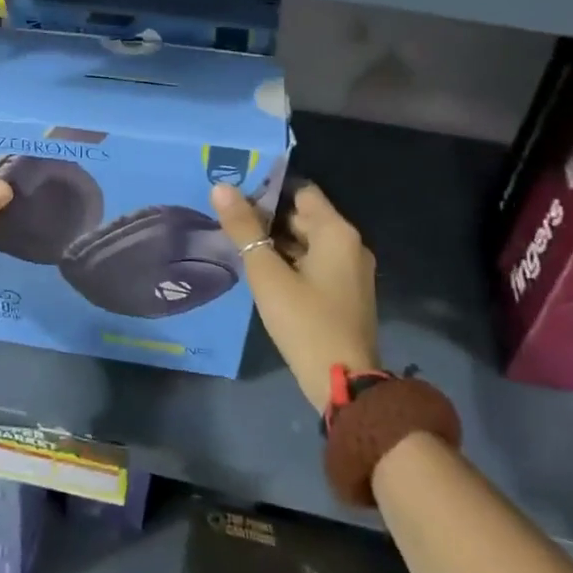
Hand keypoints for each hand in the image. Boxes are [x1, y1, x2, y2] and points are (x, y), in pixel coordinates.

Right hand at [210, 182, 379, 414]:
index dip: (269, 189)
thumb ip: (243, 229)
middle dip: (268, 217)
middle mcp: (350, 244)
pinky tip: (263, 272)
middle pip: (304, 216)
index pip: (301, 191)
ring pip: (308, 242)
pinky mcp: (347, 294)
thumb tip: (221, 188)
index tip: (236, 195)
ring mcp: (351, 271)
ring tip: (240, 244)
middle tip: (230, 221)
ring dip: (278, 241)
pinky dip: (292, 262)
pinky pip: (316, 263)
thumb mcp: (267, 274)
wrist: (343, 383)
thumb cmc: (305, 321)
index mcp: (336, 232)